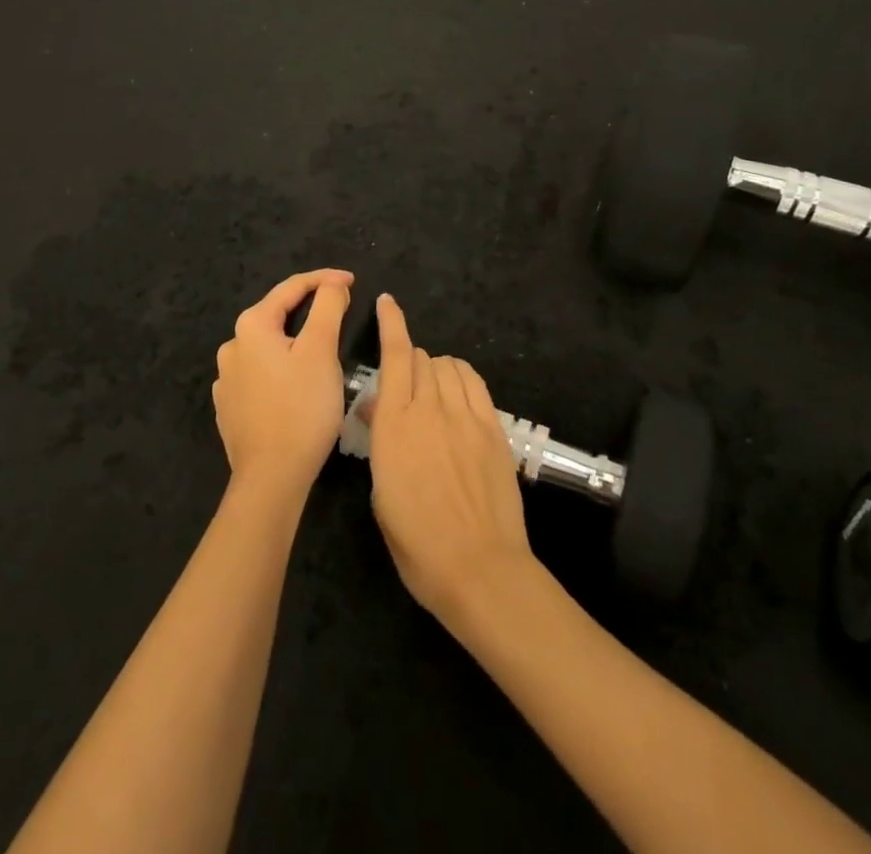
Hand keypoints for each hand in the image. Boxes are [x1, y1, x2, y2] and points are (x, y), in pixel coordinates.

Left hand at [213, 269, 353, 498]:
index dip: (325, 280)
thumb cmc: (301, 408)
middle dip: (310, 310)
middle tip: (343, 313)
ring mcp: (226, 379)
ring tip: (324, 351)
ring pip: (269, 347)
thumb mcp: (322, 350)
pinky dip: (282, 369)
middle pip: (277, 315)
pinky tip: (297, 383)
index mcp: (251, 326)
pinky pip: (261, 374)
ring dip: (295, 341)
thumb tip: (333, 284)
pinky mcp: (230, 407)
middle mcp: (232, 346)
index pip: (291, 288)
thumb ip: (328, 307)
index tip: (353, 282)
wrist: (271, 478)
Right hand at [366, 294, 533, 622]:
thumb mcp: (381, 493)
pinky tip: (458, 393)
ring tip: (432, 391)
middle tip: (404, 387)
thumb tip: (377, 410)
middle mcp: (430, 409)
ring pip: (449, 365)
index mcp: (395, 426)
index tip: (387, 302)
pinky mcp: (493, 428)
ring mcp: (466, 416)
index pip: (396, 357)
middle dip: (410, 361)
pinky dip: (462, 377)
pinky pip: (476, 383)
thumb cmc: (417, 543)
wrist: (479, 569)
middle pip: (422, 358)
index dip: (391, 324)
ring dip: (436, 368)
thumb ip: (381, 441)